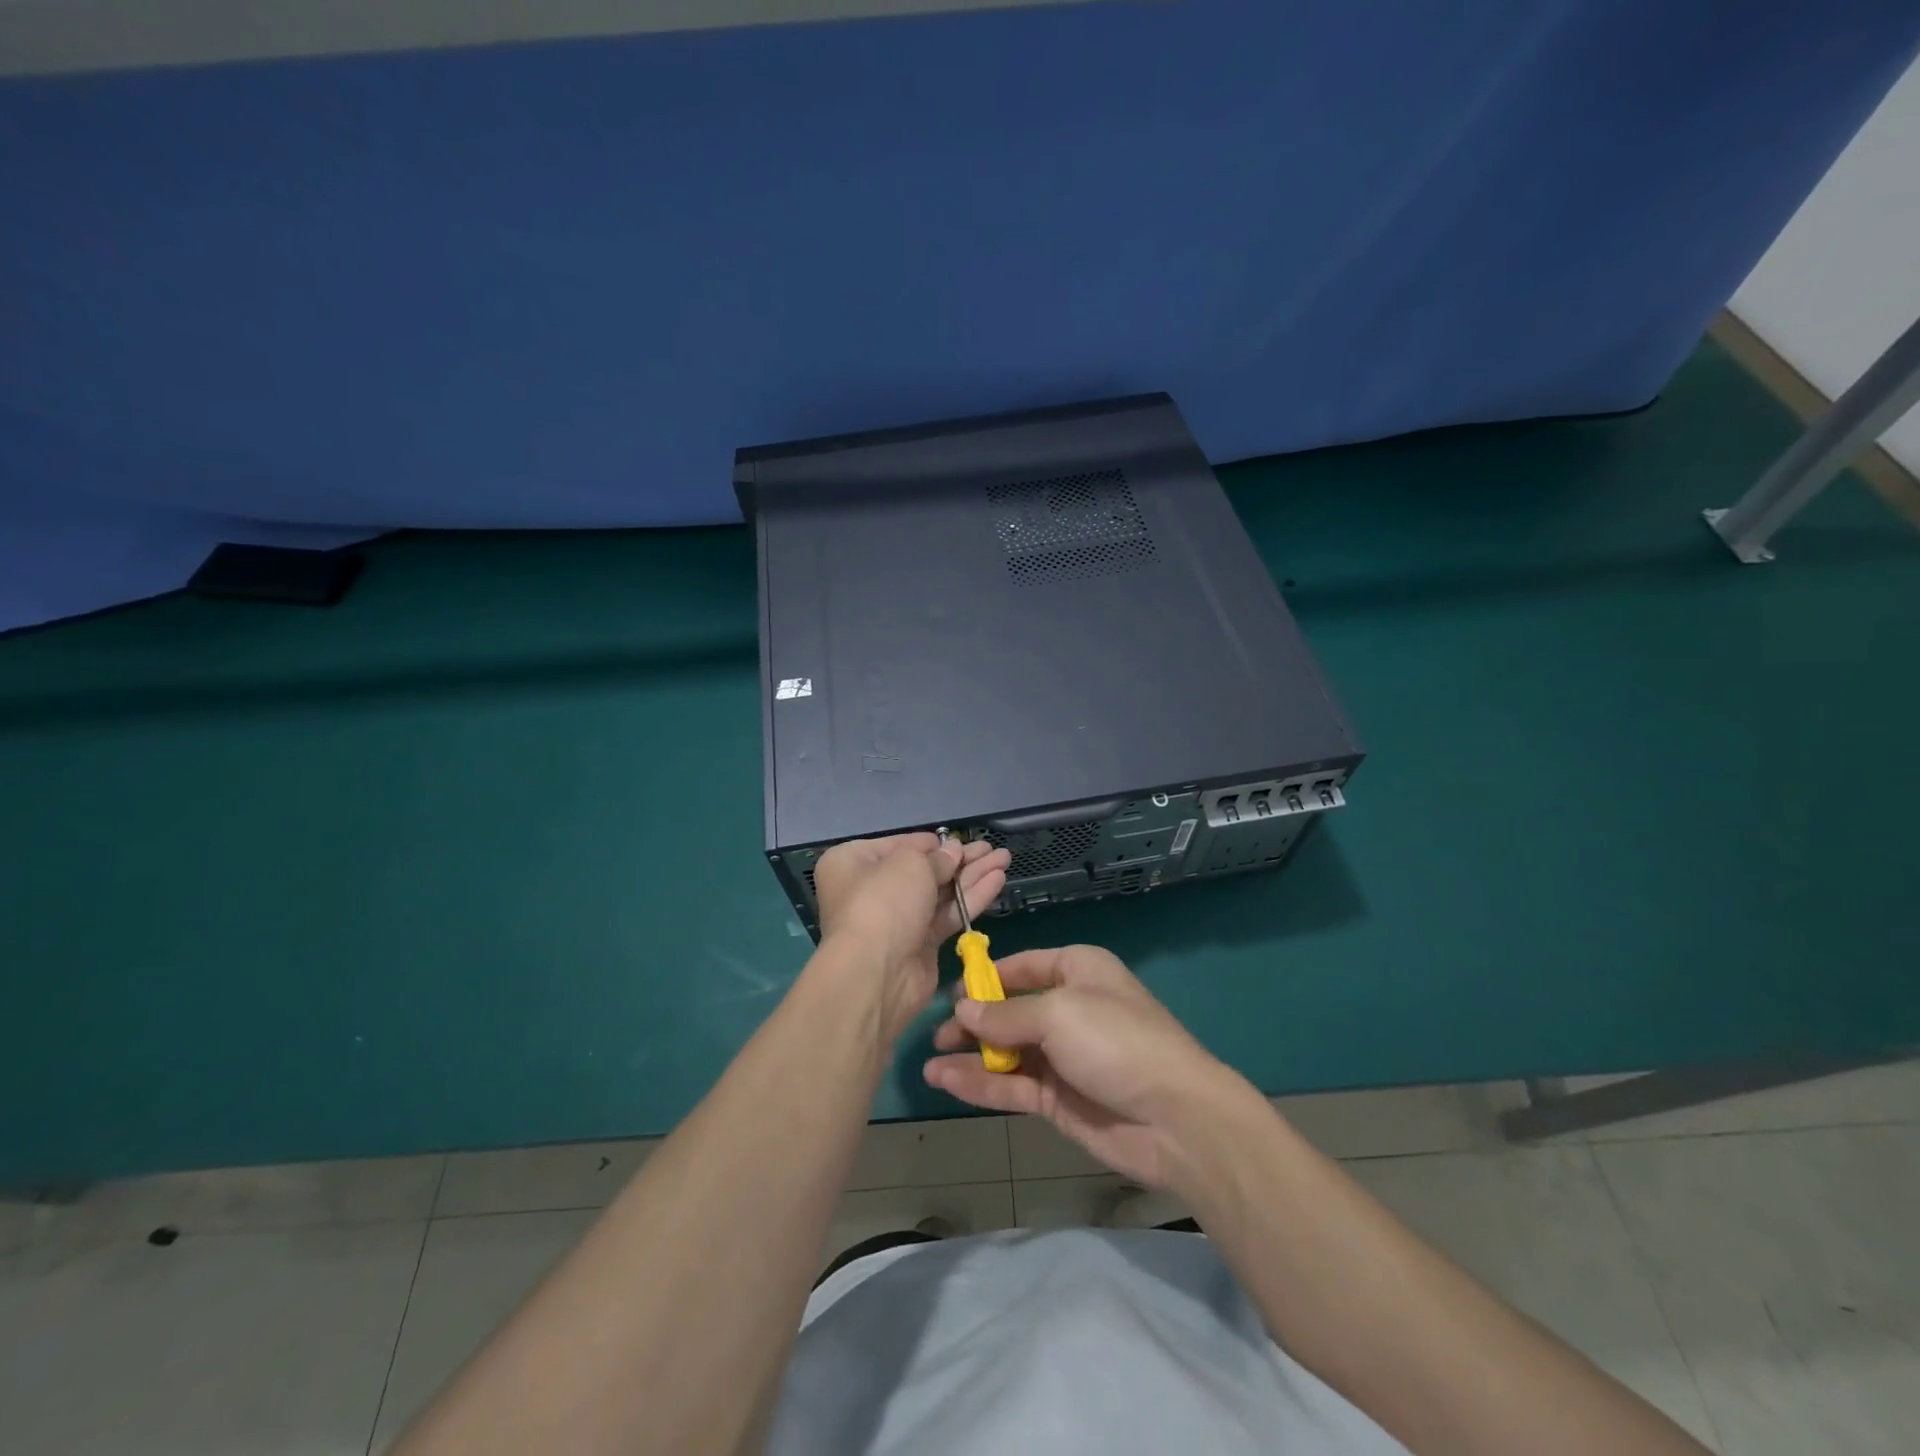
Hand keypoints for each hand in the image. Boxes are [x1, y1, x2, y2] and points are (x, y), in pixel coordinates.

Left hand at [813, 834, 1010, 1042]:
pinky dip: (971, 897)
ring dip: (972, 875)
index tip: (959, 839)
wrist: (877, 973)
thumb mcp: (910, 864)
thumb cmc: (883, 902)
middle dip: (959, 858)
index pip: (899, 845)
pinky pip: (947, 914)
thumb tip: (953, 851)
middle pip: (923, 868)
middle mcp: (871, 889)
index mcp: (854, 862)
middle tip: (992, 848)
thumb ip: (937, 856)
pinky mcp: (919, 944)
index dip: (931, 843)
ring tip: (1004, 858)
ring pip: (940, 891)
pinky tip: (998, 880)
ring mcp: (897, 919)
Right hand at [924, 944, 1256, 1189]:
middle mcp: (1067, 1008)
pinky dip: (980, 1084)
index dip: (985, 979)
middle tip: (935, 1034)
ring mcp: (1062, 1056)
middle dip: (973, 1021)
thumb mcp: (1058, 1013)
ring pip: (1006, 1051)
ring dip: (970, 1056)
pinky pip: (1012, 1085)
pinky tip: (947, 1081)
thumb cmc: (1116, 1041)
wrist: (1175, 1118)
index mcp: (1077, 971)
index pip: (1021, 967)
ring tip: (929, 1062)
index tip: (949, 995)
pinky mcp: (1058, 1098)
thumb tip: (962, 1010)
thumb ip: (1005, 1015)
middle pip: (1009, 1010)